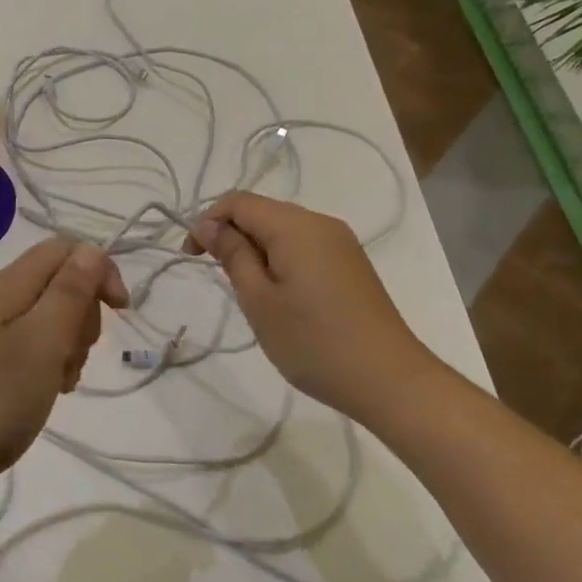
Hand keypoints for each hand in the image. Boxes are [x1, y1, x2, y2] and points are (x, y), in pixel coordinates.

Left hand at [0, 238, 128, 498]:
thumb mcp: (42, 343)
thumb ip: (69, 293)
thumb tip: (91, 250)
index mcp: (9, 285)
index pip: (66, 248)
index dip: (99, 271)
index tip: (120, 312)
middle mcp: (0, 298)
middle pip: (62, 281)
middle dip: (85, 313)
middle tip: (75, 355)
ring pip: (53, 315)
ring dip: (71, 343)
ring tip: (61, 380)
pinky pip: (36, 343)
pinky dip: (53, 361)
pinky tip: (51, 389)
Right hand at [187, 192, 434, 420]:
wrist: (389, 380)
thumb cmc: (314, 342)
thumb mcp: (259, 300)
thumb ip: (232, 255)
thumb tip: (209, 225)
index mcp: (295, 225)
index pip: (238, 201)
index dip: (207, 221)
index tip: (191, 257)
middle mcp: (321, 222)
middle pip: (262, 212)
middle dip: (232, 236)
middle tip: (223, 282)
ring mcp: (341, 243)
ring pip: (283, 231)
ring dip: (256, 251)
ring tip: (252, 296)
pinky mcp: (351, 264)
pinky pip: (304, 247)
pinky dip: (281, 261)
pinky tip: (282, 298)